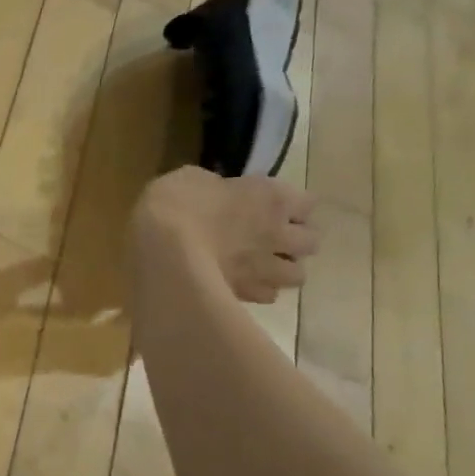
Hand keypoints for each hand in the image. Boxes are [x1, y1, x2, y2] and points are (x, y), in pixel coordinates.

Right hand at [132, 168, 317, 303]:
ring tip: (261, 267)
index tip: (272, 205)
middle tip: (270, 239)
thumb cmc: (177, 204)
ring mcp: (265, 267)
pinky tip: (242, 285)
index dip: (291, 205)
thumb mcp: (193, 179)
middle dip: (295, 240)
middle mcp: (278, 233)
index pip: (307, 202)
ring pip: (297, 274)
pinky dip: (259, 291)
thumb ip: (217, 189)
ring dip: (283, 269)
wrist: (164, 249)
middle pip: (310, 241)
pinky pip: (267, 295)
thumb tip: (218, 196)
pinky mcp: (247, 294)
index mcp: (271, 198)